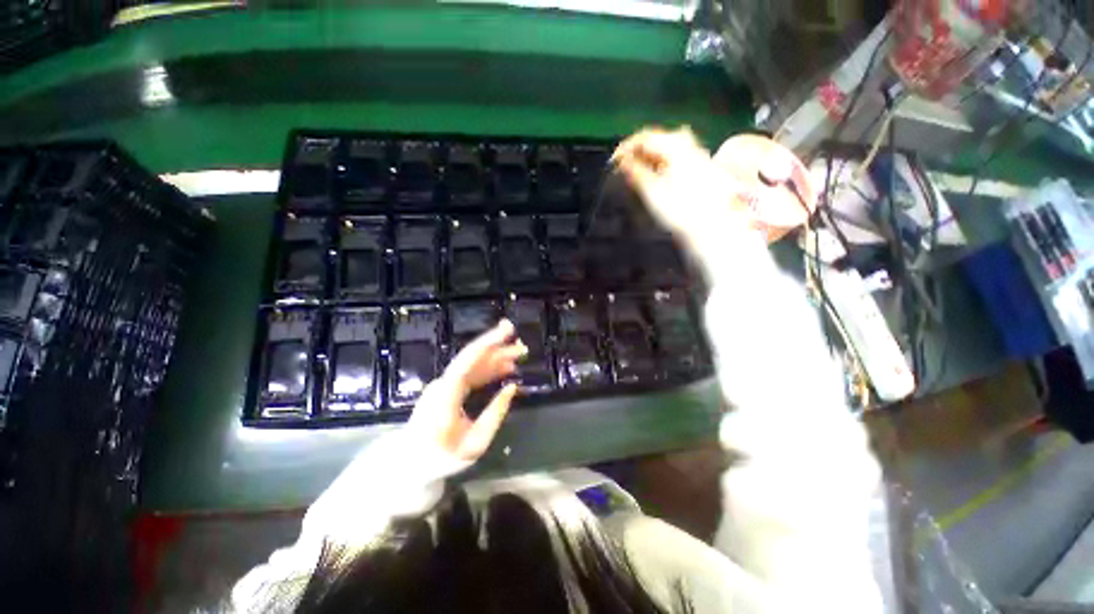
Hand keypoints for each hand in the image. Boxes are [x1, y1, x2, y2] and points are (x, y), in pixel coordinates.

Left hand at [407, 320, 526, 461]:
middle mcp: (445, 382)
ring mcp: (445, 383)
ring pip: (474, 363)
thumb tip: (512, 387)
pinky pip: (472, 372)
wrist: (411, 462)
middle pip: (473, 357)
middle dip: (499, 347)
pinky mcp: (449, 387)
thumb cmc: (442, 457)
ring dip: (497, 357)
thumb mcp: (475, 444)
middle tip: (523, 347)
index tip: (508, 331)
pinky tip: (505, 368)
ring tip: (519, 356)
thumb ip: (495, 414)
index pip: (468, 360)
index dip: (489, 342)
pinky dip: (490, 368)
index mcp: (447, 393)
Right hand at [612, 127, 747, 248]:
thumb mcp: (653, 192)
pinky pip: (673, 154)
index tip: (613, 162)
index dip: (626, 148)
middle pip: (655, 139)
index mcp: (675, 147)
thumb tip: (623, 162)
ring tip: (634, 170)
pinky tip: (652, 173)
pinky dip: (658, 161)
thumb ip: (637, 173)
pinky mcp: (698, 164)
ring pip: (664, 146)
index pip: (645, 138)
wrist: (711, 224)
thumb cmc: (680, 210)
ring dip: (647, 156)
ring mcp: (695, 153)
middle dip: (636, 151)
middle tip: (621, 166)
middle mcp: (687, 144)